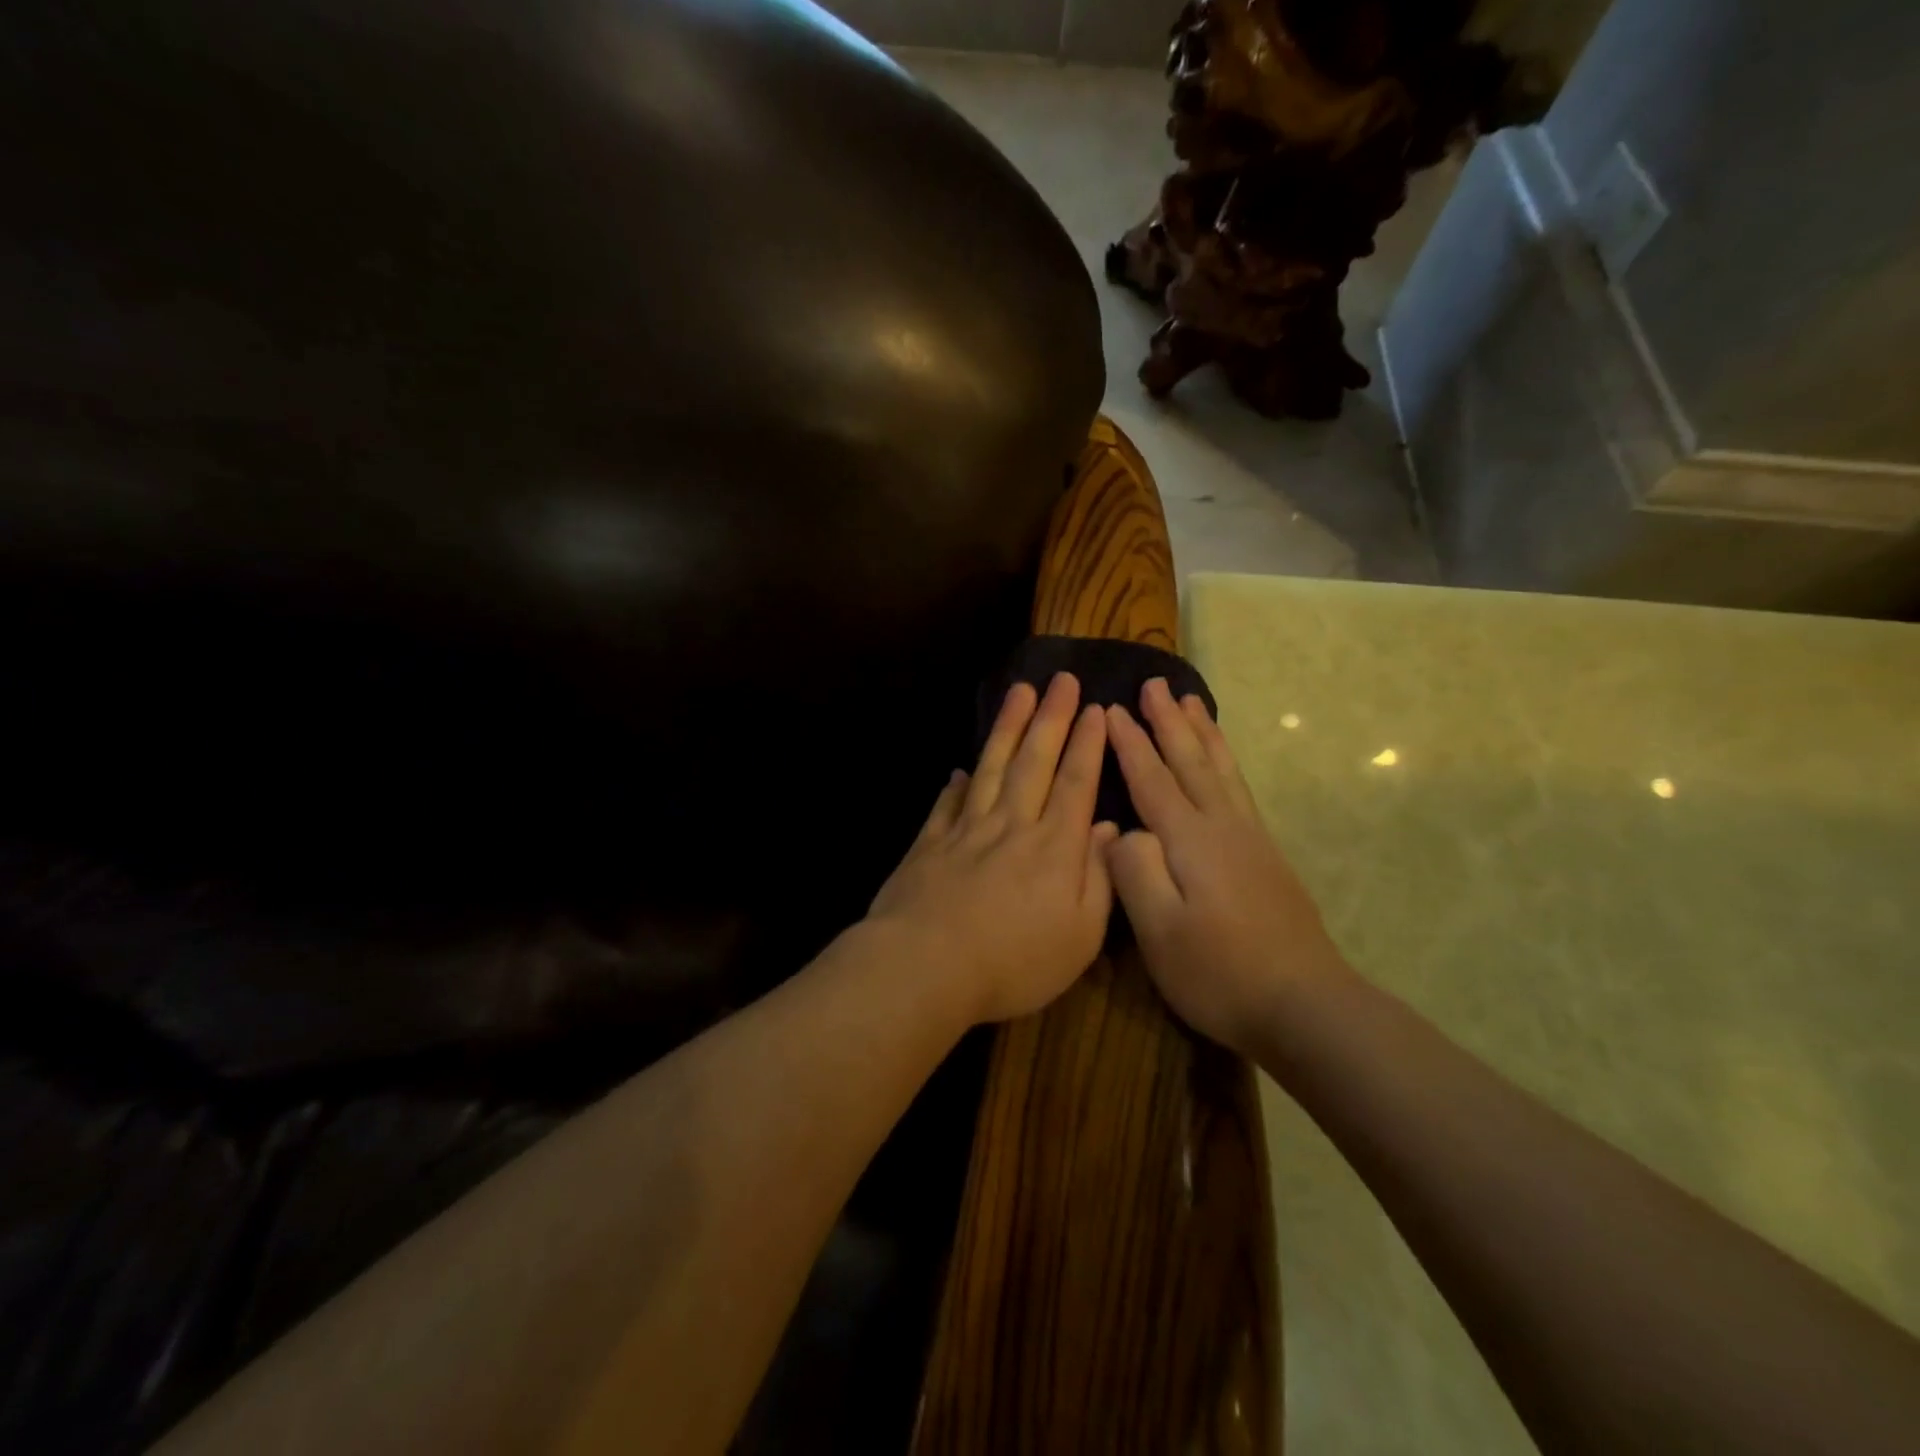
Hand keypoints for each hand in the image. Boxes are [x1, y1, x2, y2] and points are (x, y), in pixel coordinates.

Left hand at [868, 672, 1117, 1025]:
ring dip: (1007, 728)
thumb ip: (1101, 879)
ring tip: (1019, 693)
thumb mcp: (1080, 935)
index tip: (1096, 709)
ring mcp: (966, 831)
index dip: (1088, 744)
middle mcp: (1012, 825)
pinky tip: (961, 770)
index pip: (1076, 783)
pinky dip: (957, 784)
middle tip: (1061, 679)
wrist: (927, 966)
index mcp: (1054, 847)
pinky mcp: (930, 844)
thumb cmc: (1015, 961)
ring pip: (992, 768)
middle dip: (1051, 717)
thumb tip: (1110, 829)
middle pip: (1035, 761)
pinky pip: (948, 804)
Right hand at [1105, 677, 1347, 1055]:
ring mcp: (1250, 840)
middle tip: (1156, 683)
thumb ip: (1135, 872)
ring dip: (1203, 733)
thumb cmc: (1220, 972)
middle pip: (1191, 761)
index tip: (1110, 709)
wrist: (1304, 1004)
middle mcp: (1222, 827)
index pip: (1152, 779)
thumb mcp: (1160, 932)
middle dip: (1169, 722)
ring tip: (1191, 702)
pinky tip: (1224, 764)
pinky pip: (1240, 789)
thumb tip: (1120, 829)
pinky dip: (1227, 762)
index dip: (1129, 744)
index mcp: (1190, 841)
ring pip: (1221, 770)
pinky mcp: (1267, 857)